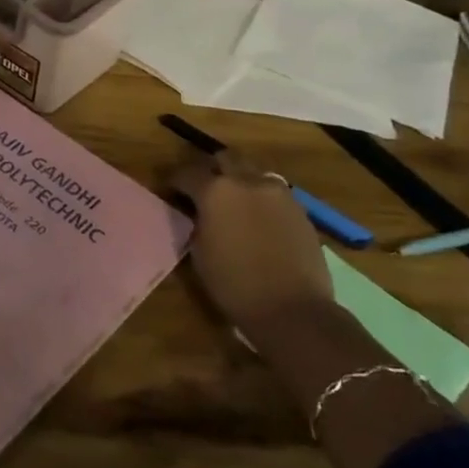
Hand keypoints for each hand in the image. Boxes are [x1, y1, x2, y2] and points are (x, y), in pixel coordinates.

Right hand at [172, 152, 333, 329]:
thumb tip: (197, 213)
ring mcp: (278, 193)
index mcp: (216, 191)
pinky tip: (258, 221)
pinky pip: (274, 193)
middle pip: (226, 159)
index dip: (173, 181)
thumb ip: (197, 222)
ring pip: (254, 172)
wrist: (293, 309)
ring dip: (240, 181)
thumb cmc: (234, 285)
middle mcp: (247, 182)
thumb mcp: (199, 252)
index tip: (168, 190)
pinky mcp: (300, 210)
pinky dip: (261, 199)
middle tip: (204, 188)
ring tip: (234, 203)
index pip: (187, 173)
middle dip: (212, 169)